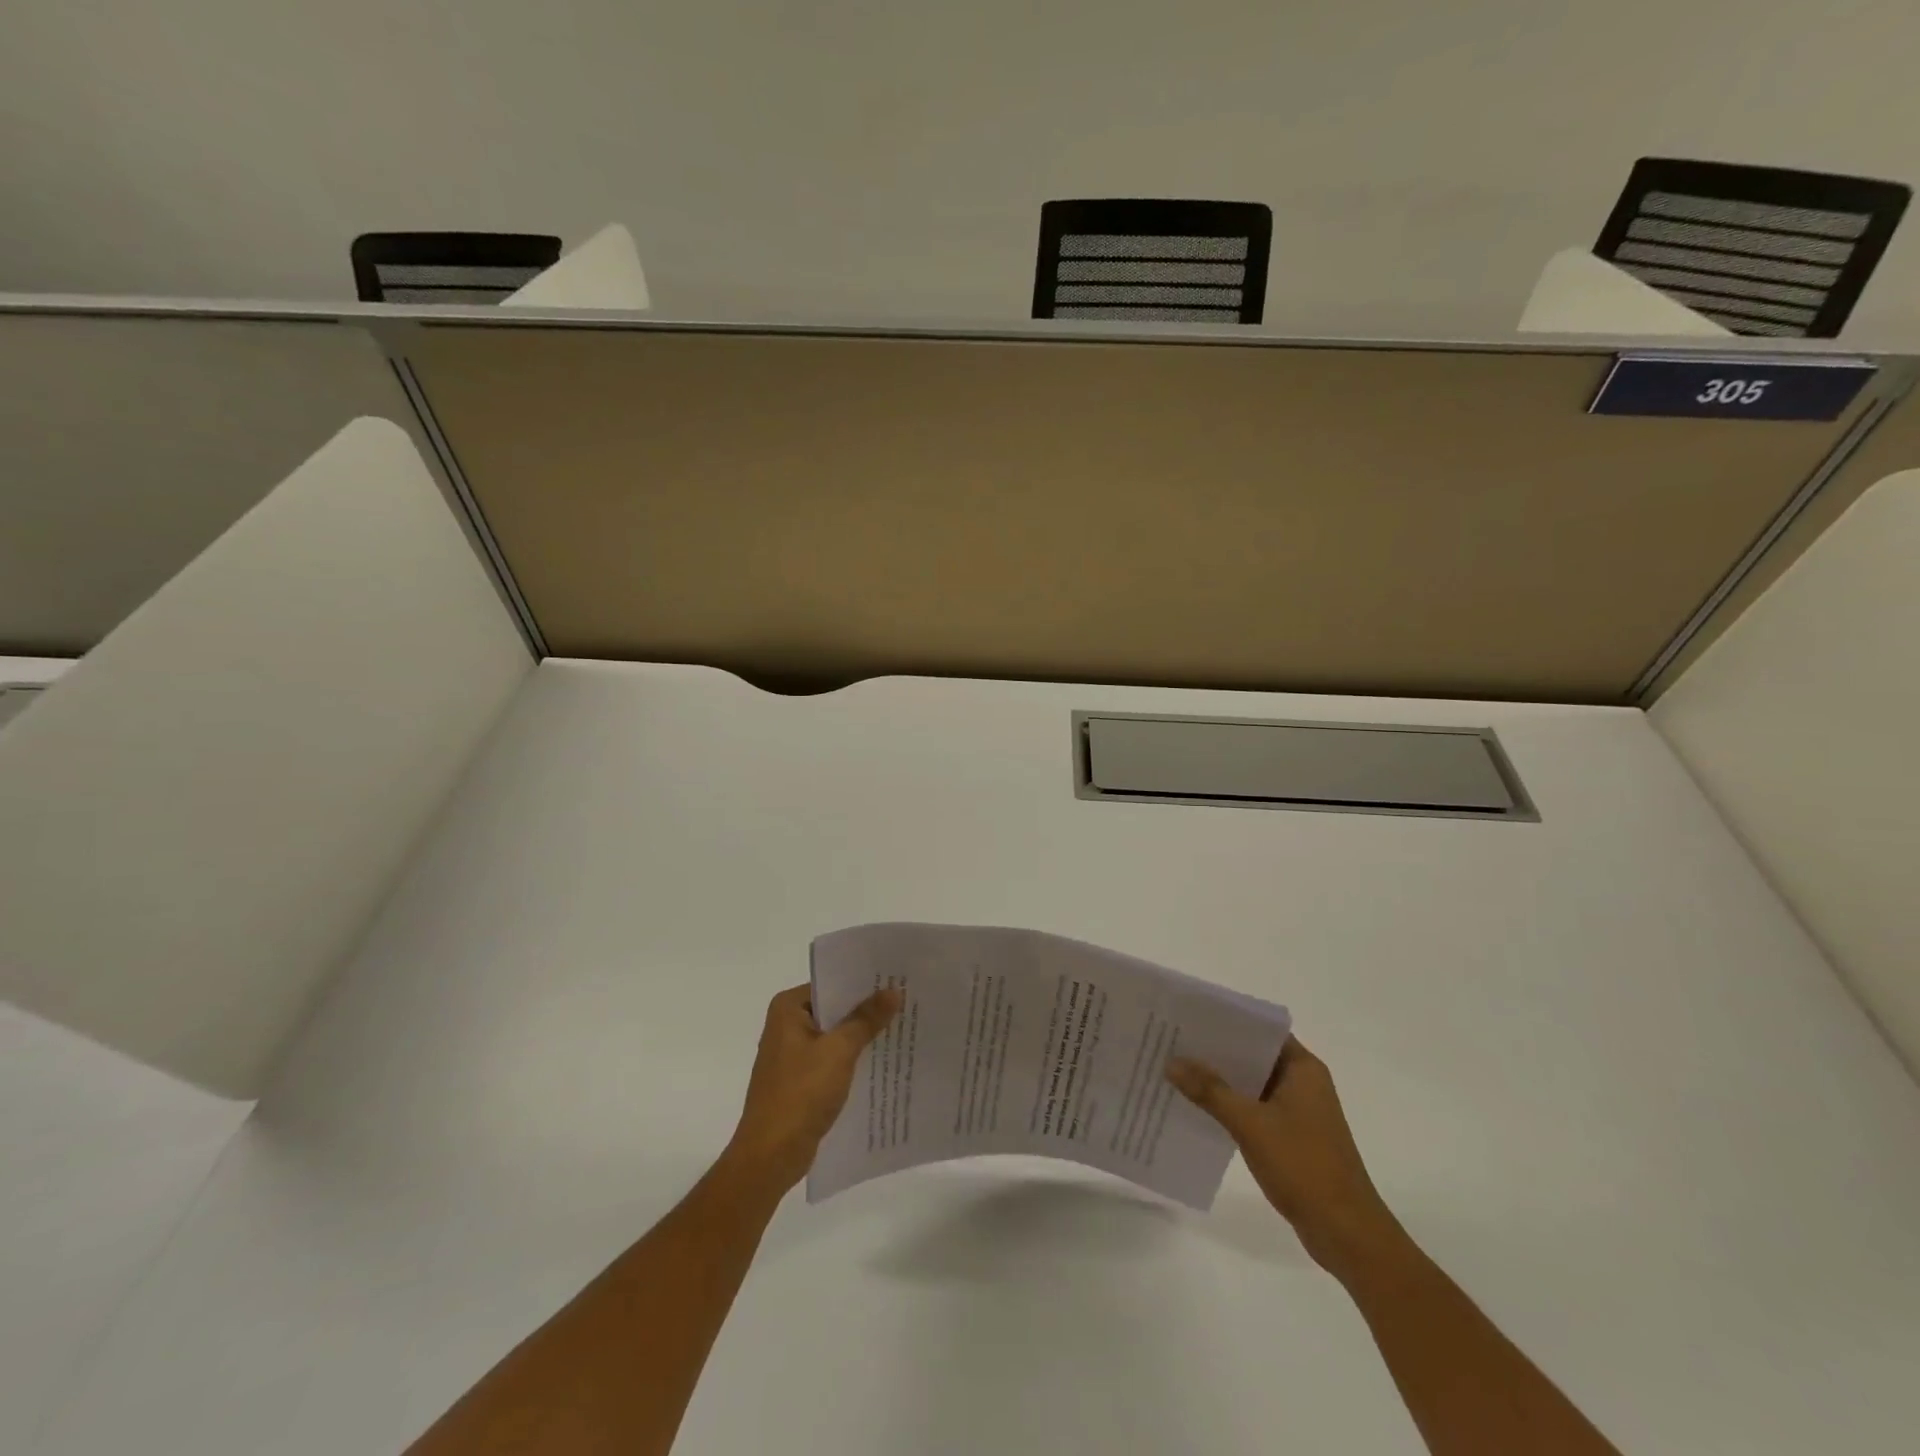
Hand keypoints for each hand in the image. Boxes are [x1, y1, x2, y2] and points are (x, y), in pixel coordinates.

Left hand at [725, 984, 902, 1193]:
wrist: (771, 1156)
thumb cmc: (801, 1093)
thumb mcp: (839, 1051)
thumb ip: (866, 1019)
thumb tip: (893, 991)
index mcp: (787, 1008)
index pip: (832, 984)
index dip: (864, 983)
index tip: (896, 980)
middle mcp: (786, 1025)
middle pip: (834, 1009)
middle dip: (866, 1010)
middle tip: (906, 1002)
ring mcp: (791, 1055)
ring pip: (835, 1036)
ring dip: (861, 1036)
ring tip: (901, 1028)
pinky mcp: (799, 1081)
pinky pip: (831, 1060)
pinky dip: (852, 1059)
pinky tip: (881, 1061)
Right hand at [1168, 1038, 1402, 1277]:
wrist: (1347, 1234)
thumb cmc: (1304, 1166)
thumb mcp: (1251, 1124)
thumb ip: (1210, 1091)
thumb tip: (1171, 1062)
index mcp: (1303, 1068)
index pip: (1260, 1029)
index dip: (1226, 1020)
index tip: (1190, 1015)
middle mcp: (1303, 1082)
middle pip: (1253, 1055)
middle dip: (1216, 1051)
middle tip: (1173, 1040)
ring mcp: (1298, 1111)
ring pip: (1251, 1084)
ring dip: (1220, 1081)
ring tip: (1177, 1070)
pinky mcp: (1291, 1137)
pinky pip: (1254, 1109)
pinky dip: (1230, 1106)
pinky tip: (1198, 1108)